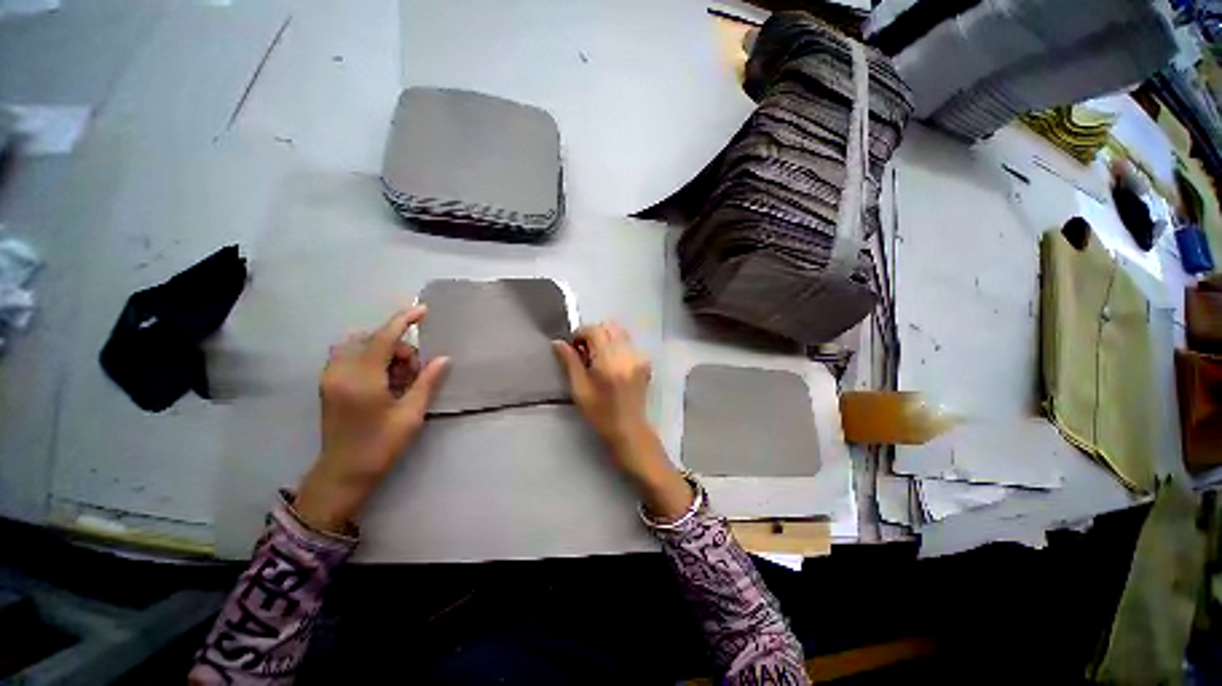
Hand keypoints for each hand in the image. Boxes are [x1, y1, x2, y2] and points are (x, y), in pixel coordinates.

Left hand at [295, 306, 449, 532]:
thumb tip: (444, 359)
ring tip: (399, 377)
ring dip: (383, 351)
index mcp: (362, 378)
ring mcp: (329, 377)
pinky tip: (383, 379)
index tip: (423, 310)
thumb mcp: (411, 414)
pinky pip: (348, 355)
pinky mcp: (327, 384)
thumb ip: (427, 382)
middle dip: (398, 347)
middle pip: (372, 339)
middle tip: (414, 374)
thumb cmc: (380, 446)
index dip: (404, 320)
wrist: (343, 473)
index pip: (384, 337)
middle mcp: (340, 371)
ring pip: (358, 344)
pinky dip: (369, 357)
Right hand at [553, 322, 692, 521]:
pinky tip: (611, 365)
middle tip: (585, 351)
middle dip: (594, 333)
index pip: (595, 330)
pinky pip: (628, 344)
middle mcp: (627, 354)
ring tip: (597, 358)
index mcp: (610, 362)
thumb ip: (570, 362)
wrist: (629, 429)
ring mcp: (639, 357)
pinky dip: (616, 346)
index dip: (581, 333)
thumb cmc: (600, 414)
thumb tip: (558, 342)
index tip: (574, 346)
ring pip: (620, 333)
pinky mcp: (645, 362)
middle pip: (610, 326)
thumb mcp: (579, 390)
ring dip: (606, 339)